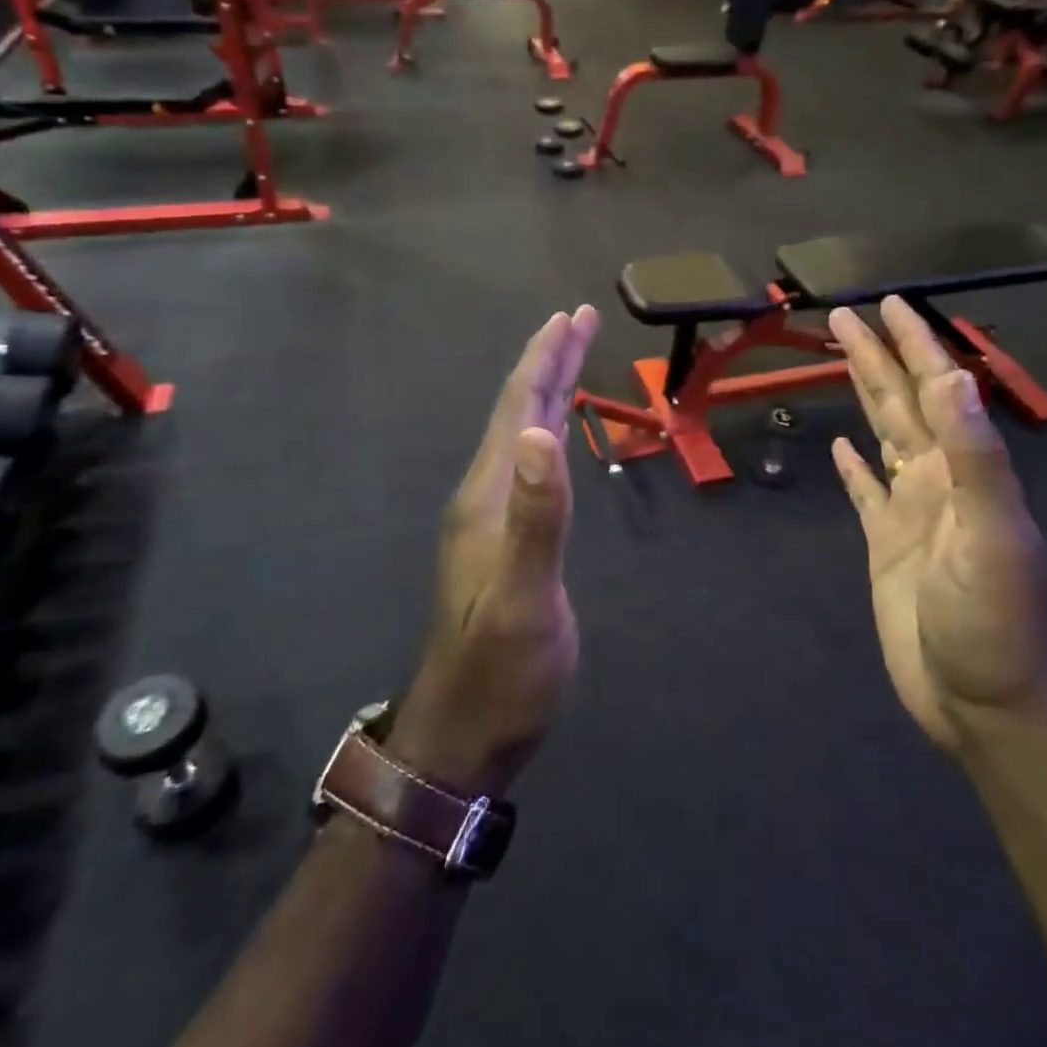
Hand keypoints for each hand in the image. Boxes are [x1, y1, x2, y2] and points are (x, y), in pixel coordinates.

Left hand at [388, 308, 599, 797]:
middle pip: (519, 411)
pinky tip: (556, 434)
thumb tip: (542, 433)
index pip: (520, 408)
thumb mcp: (523, 598)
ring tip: (571, 358)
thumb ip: (535, 517)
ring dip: (547, 391)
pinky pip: (529, 465)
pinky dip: (548, 432)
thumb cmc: (502, 670)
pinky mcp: (506, 540)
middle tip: (579, 320)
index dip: (545, 359)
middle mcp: (486, 494)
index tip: (571, 316)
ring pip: (523, 435)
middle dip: (549, 361)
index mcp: (489, 494)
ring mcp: (493, 517)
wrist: (467, 731)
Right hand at [827, 298, 1046, 754]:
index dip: (913, 345)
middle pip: (902, 403)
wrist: (985, 705)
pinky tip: (844, 447)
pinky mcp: (887, 545)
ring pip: (884, 436)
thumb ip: (973, 456)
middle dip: (877, 356)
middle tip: (844, 316)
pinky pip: (866, 491)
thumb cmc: (993, 623)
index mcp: (963, 470)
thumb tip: (953, 377)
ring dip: (865, 396)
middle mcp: (938, 480)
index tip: (887, 305)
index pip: (936, 389)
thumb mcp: (990, 536)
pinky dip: (855, 466)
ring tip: (843, 361)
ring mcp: (911, 512)